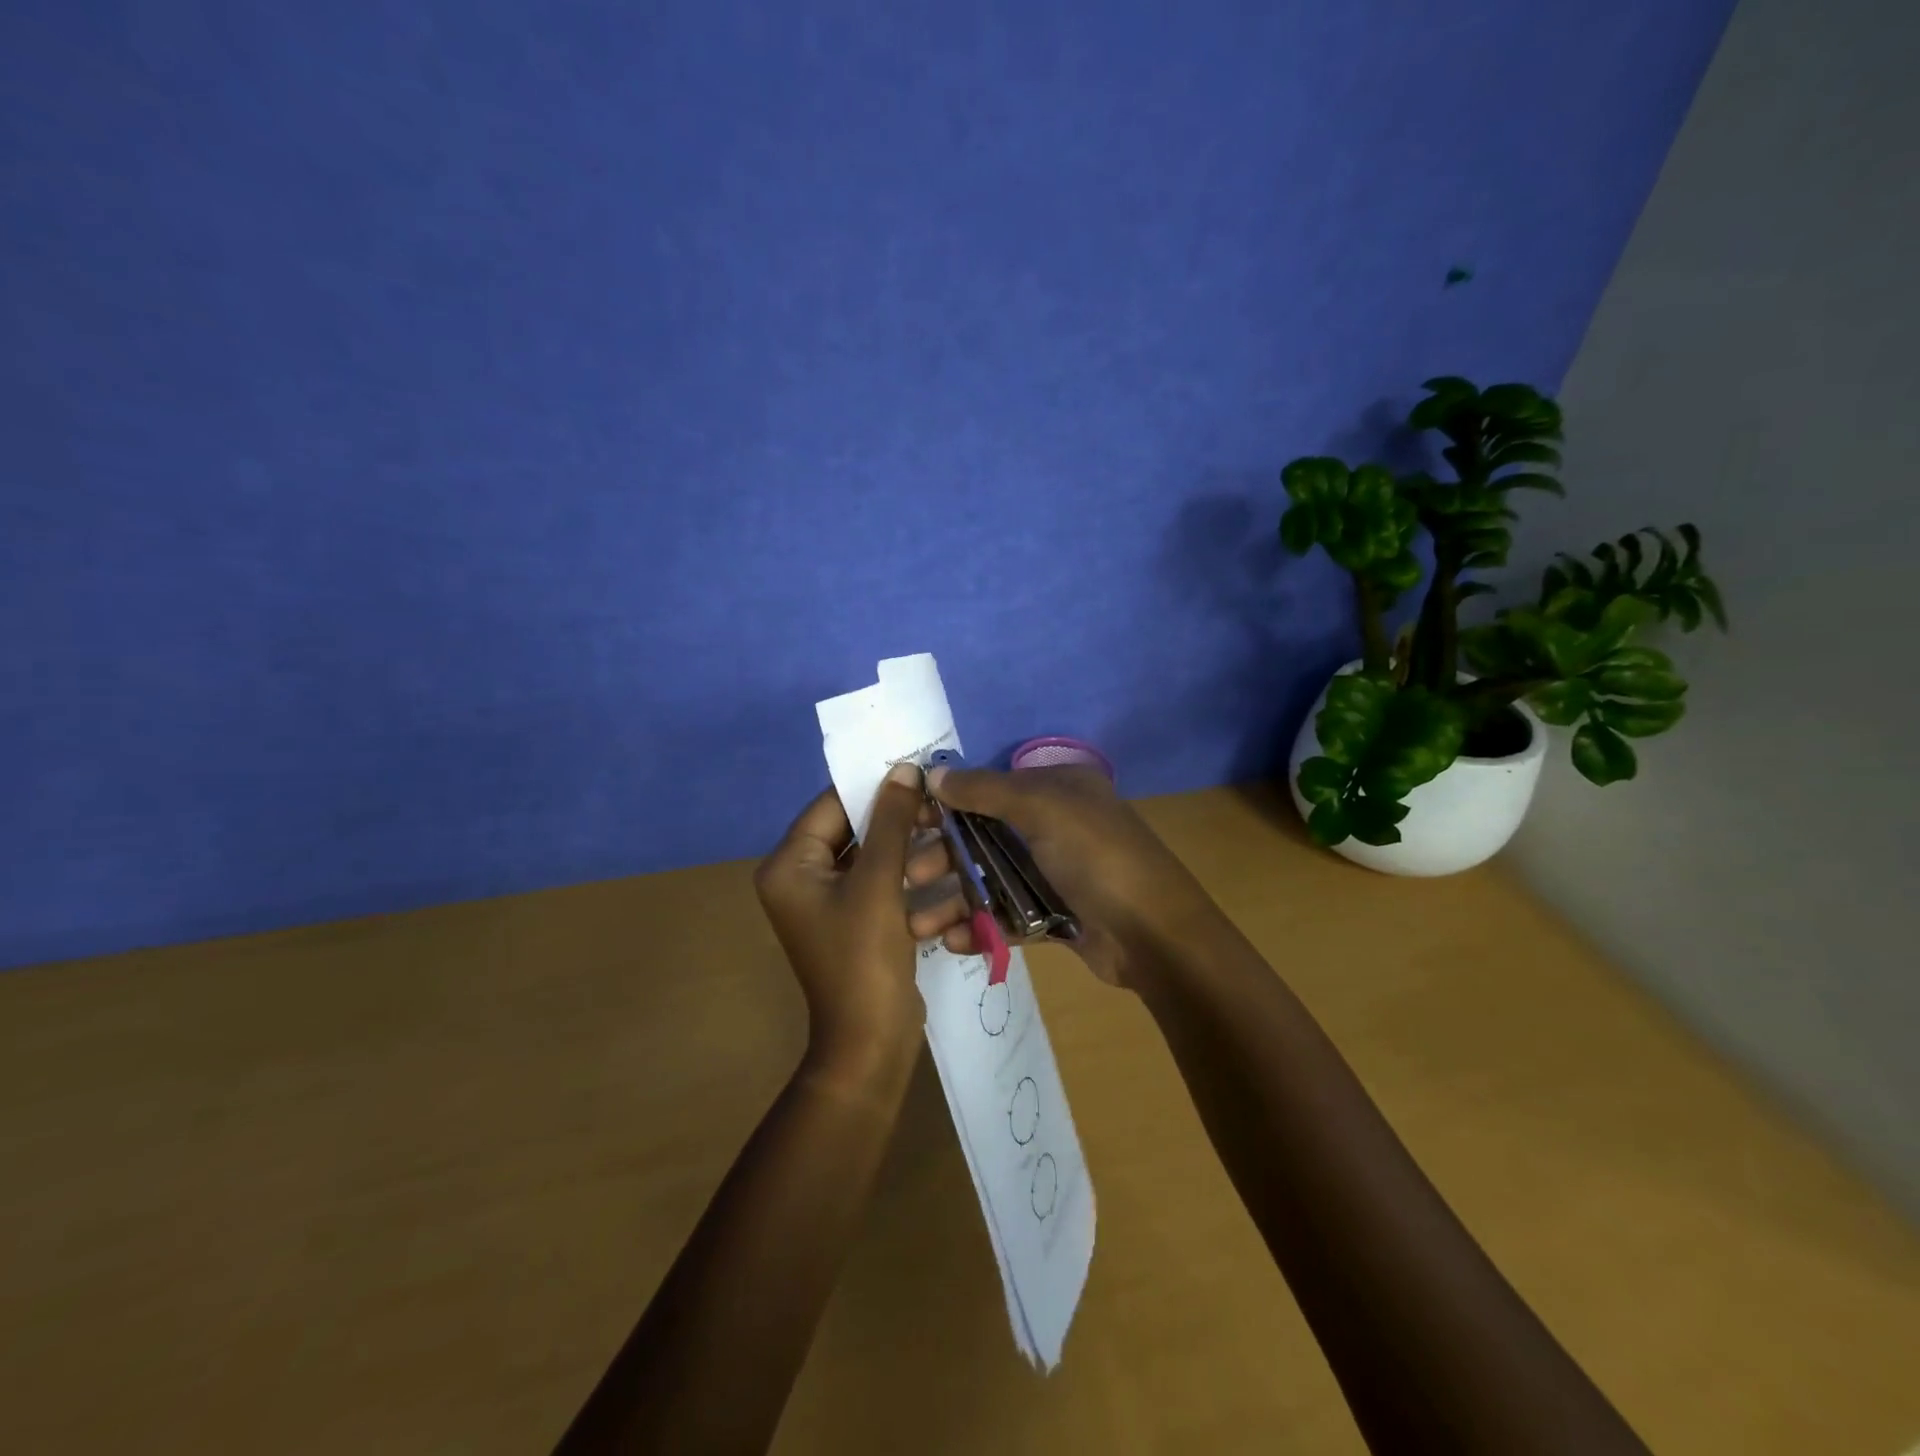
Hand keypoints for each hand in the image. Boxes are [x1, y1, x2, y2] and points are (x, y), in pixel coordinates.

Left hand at [754, 764, 928, 1084]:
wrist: (870, 1043)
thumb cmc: (864, 957)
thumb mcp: (879, 882)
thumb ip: (891, 821)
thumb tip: (904, 769)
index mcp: (789, 865)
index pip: (832, 805)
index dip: (875, 787)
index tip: (918, 772)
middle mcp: (802, 878)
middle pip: (855, 831)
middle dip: (900, 824)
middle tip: (941, 811)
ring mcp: (829, 903)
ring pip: (875, 859)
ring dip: (912, 855)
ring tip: (951, 845)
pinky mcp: (855, 922)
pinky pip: (882, 887)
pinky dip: (910, 886)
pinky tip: (944, 884)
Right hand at [908, 764, 1219, 988]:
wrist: (1155, 935)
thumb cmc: (1096, 856)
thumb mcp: (1042, 808)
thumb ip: (984, 790)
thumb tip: (932, 773)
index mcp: (1057, 789)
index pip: (989, 788)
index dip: (947, 803)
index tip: (907, 822)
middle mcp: (1055, 825)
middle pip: (984, 836)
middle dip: (944, 857)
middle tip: (909, 877)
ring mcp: (1057, 872)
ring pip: (992, 880)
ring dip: (954, 900)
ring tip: (918, 925)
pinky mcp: (1057, 915)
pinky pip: (1009, 915)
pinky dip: (982, 926)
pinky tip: (955, 941)